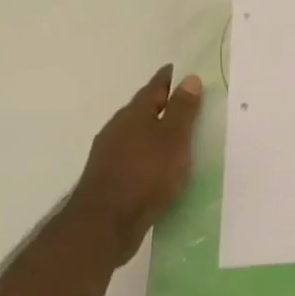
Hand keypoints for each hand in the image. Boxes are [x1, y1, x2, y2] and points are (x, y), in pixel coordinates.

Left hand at [63, 66, 202, 267]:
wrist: (105, 224)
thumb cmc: (145, 175)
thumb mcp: (172, 139)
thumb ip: (182, 110)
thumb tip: (189, 78)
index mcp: (134, 114)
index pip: (154, 87)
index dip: (170, 78)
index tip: (183, 71)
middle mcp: (118, 129)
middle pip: (144, 110)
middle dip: (164, 105)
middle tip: (189, 103)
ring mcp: (110, 155)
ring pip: (138, 135)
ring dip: (156, 133)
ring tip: (179, 137)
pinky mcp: (110, 179)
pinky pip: (136, 157)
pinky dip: (150, 156)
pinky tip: (162, 168)